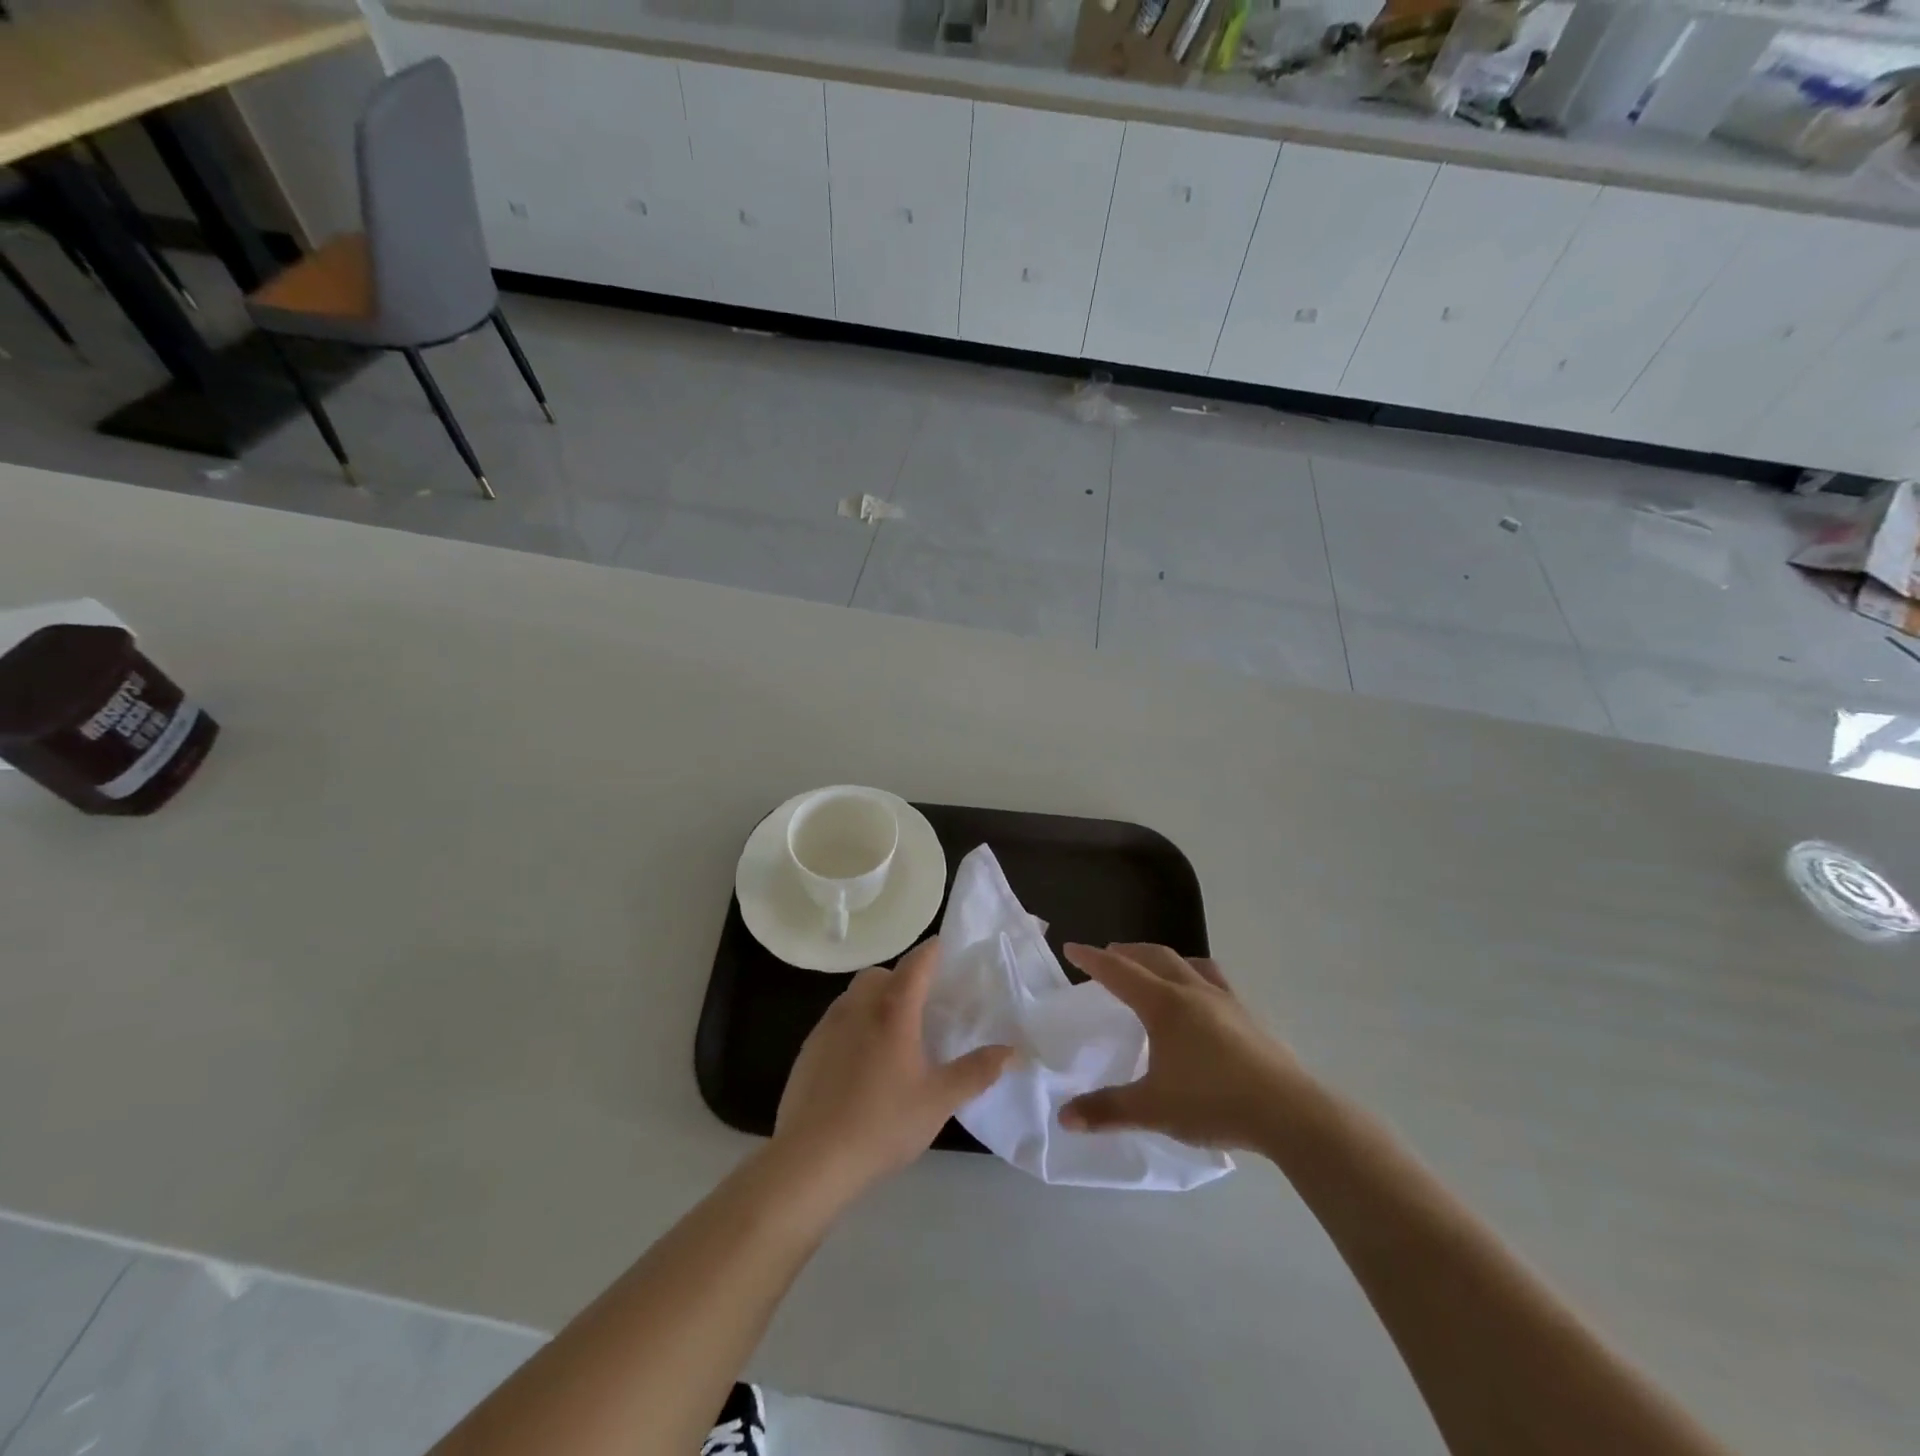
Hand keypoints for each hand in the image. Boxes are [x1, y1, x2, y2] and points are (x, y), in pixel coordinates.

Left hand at [774, 937, 1013, 1195]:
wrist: (811, 1159)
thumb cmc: (882, 1124)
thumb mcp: (938, 1101)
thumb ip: (976, 1072)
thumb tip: (1011, 1051)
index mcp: (893, 1009)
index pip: (917, 962)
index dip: (934, 951)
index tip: (949, 950)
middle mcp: (858, 1006)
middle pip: (881, 974)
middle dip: (903, 978)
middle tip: (924, 1005)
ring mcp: (828, 1025)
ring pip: (856, 995)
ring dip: (876, 999)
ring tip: (895, 1034)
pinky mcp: (809, 1048)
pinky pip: (837, 1020)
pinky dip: (855, 1024)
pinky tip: (863, 1062)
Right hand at [1059, 943, 1305, 1150]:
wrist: (1288, 1112)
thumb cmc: (1213, 1103)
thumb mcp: (1152, 1109)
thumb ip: (1107, 1110)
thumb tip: (1064, 1117)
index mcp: (1164, 1005)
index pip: (1120, 972)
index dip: (1093, 960)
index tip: (1073, 948)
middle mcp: (1192, 991)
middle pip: (1154, 957)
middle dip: (1127, 952)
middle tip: (1108, 954)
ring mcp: (1225, 1000)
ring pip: (1187, 963)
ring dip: (1162, 959)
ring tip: (1153, 967)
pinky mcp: (1249, 1015)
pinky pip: (1215, 980)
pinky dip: (1195, 974)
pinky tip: (1201, 995)